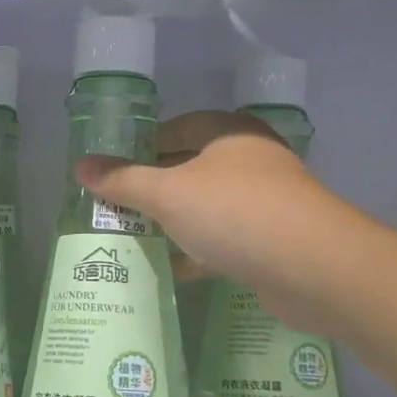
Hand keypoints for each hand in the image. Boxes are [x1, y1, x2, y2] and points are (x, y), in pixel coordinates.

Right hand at [76, 110, 359, 333]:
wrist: (315, 269)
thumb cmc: (235, 213)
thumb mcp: (168, 194)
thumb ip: (123, 181)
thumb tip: (81, 167)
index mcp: (231, 134)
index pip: (181, 126)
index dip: (146, 143)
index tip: (117, 166)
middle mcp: (252, 161)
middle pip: (193, 168)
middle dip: (156, 188)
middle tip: (119, 205)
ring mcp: (268, 202)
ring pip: (209, 207)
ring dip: (176, 222)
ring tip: (137, 237)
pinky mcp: (274, 241)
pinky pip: (226, 240)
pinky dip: (199, 251)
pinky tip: (173, 269)